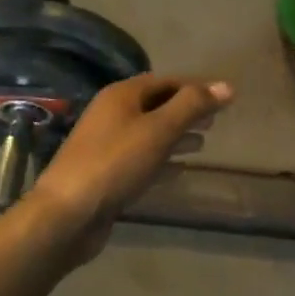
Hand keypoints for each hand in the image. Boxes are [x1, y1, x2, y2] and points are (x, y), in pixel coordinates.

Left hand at [27, 73, 233, 260]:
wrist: (68, 213)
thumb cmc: (115, 163)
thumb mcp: (158, 129)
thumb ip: (192, 106)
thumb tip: (226, 87)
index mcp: (121, 95)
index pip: (166, 81)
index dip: (196, 87)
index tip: (225, 97)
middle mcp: (112, 114)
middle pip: (156, 105)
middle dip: (186, 110)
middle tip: (216, 120)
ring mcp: (107, 145)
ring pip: (150, 133)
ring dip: (176, 135)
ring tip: (203, 142)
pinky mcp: (108, 174)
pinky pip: (142, 159)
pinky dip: (163, 160)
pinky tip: (180, 170)